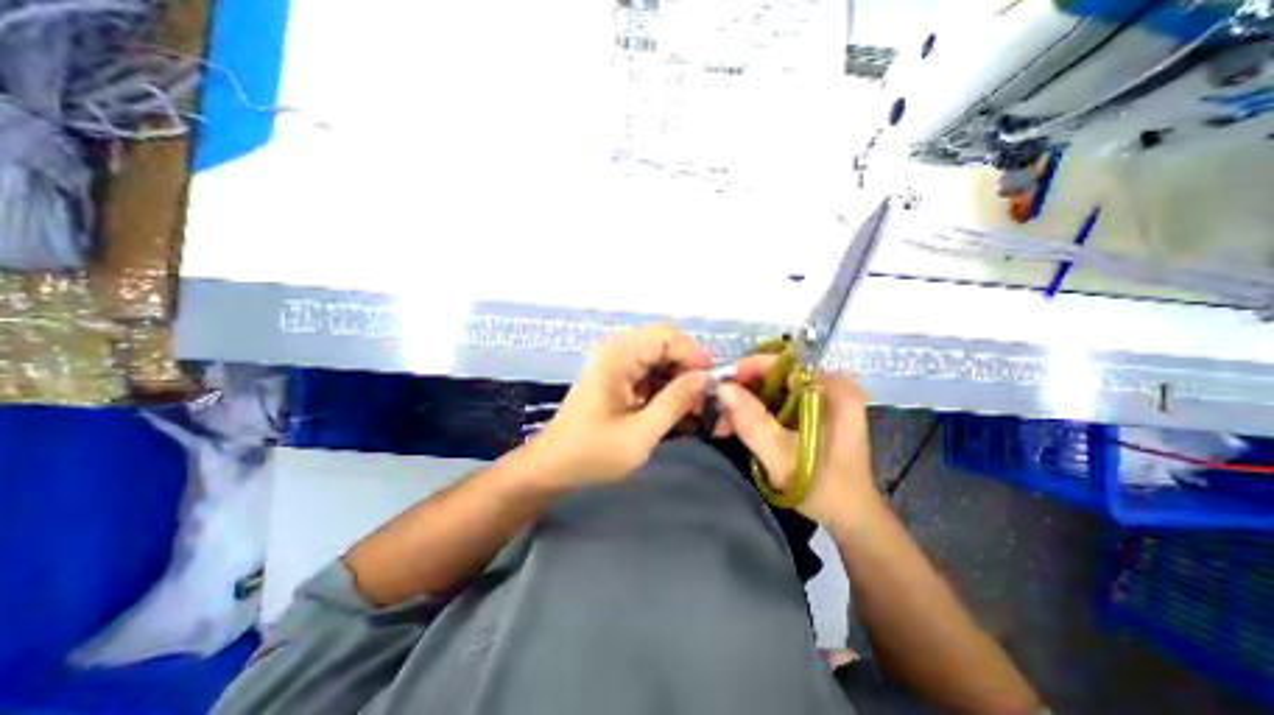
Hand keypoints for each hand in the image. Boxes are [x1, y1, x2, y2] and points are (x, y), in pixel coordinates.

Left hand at [527, 323, 716, 491]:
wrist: (553, 466)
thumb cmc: (592, 453)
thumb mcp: (640, 433)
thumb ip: (675, 402)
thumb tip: (705, 377)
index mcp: (617, 357)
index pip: (666, 336)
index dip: (693, 354)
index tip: (710, 383)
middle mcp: (616, 351)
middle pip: (664, 343)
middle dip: (687, 367)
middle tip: (700, 398)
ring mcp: (615, 363)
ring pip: (660, 357)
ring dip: (678, 378)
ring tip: (690, 408)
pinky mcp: (617, 376)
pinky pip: (650, 371)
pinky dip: (665, 386)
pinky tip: (672, 409)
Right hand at [713, 357, 882, 531]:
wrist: (850, 518)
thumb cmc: (823, 488)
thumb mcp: (782, 456)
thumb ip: (752, 421)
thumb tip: (722, 387)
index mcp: (834, 389)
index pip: (785, 364)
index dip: (749, 369)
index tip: (720, 384)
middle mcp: (831, 386)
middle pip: (777, 376)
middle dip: (744, 392)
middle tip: (720, 413)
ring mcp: (823, 399)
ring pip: (774, 390)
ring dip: (747, 405)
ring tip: (726, 427)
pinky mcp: (814, 412)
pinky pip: (779, 402)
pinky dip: (757, 413)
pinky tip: (741, 428)